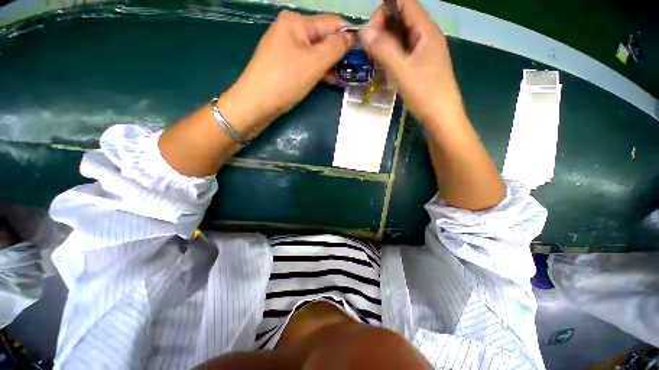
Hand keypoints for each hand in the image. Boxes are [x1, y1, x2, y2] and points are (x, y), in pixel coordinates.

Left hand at [219, 11, 351, 133]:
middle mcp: (290, 29)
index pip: (332, 23)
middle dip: (337, 54)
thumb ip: (335, 47)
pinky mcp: (283, 63)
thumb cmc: (285, 80)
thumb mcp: (314, 62)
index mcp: (296, 22)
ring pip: (315, 52)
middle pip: (322, 38)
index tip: (361, 55)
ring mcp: (285, 47)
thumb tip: (349, 38)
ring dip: (328, 64)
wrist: (255, 103)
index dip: (348, 37)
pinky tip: (326, 79)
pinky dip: (317, 70)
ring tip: (340, 78)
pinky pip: (306, 62)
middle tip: (350, 71)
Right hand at [359, 0, 462, 125]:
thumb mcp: (402, 70)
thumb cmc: (425, 93)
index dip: (385, 11)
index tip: (370, 32)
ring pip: (401, 37)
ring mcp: (424, 52)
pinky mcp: (421, 65)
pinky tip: (384, 67)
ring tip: (373, 58)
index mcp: (426, 30)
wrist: (441, 117)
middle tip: (368, 48)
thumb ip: (383, 49)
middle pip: (402, 19)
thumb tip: (363, 30)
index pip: (404, 3)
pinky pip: (403, 52)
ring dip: (385, 43)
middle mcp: (426, 36)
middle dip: (382, 28)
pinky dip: (391, 55)